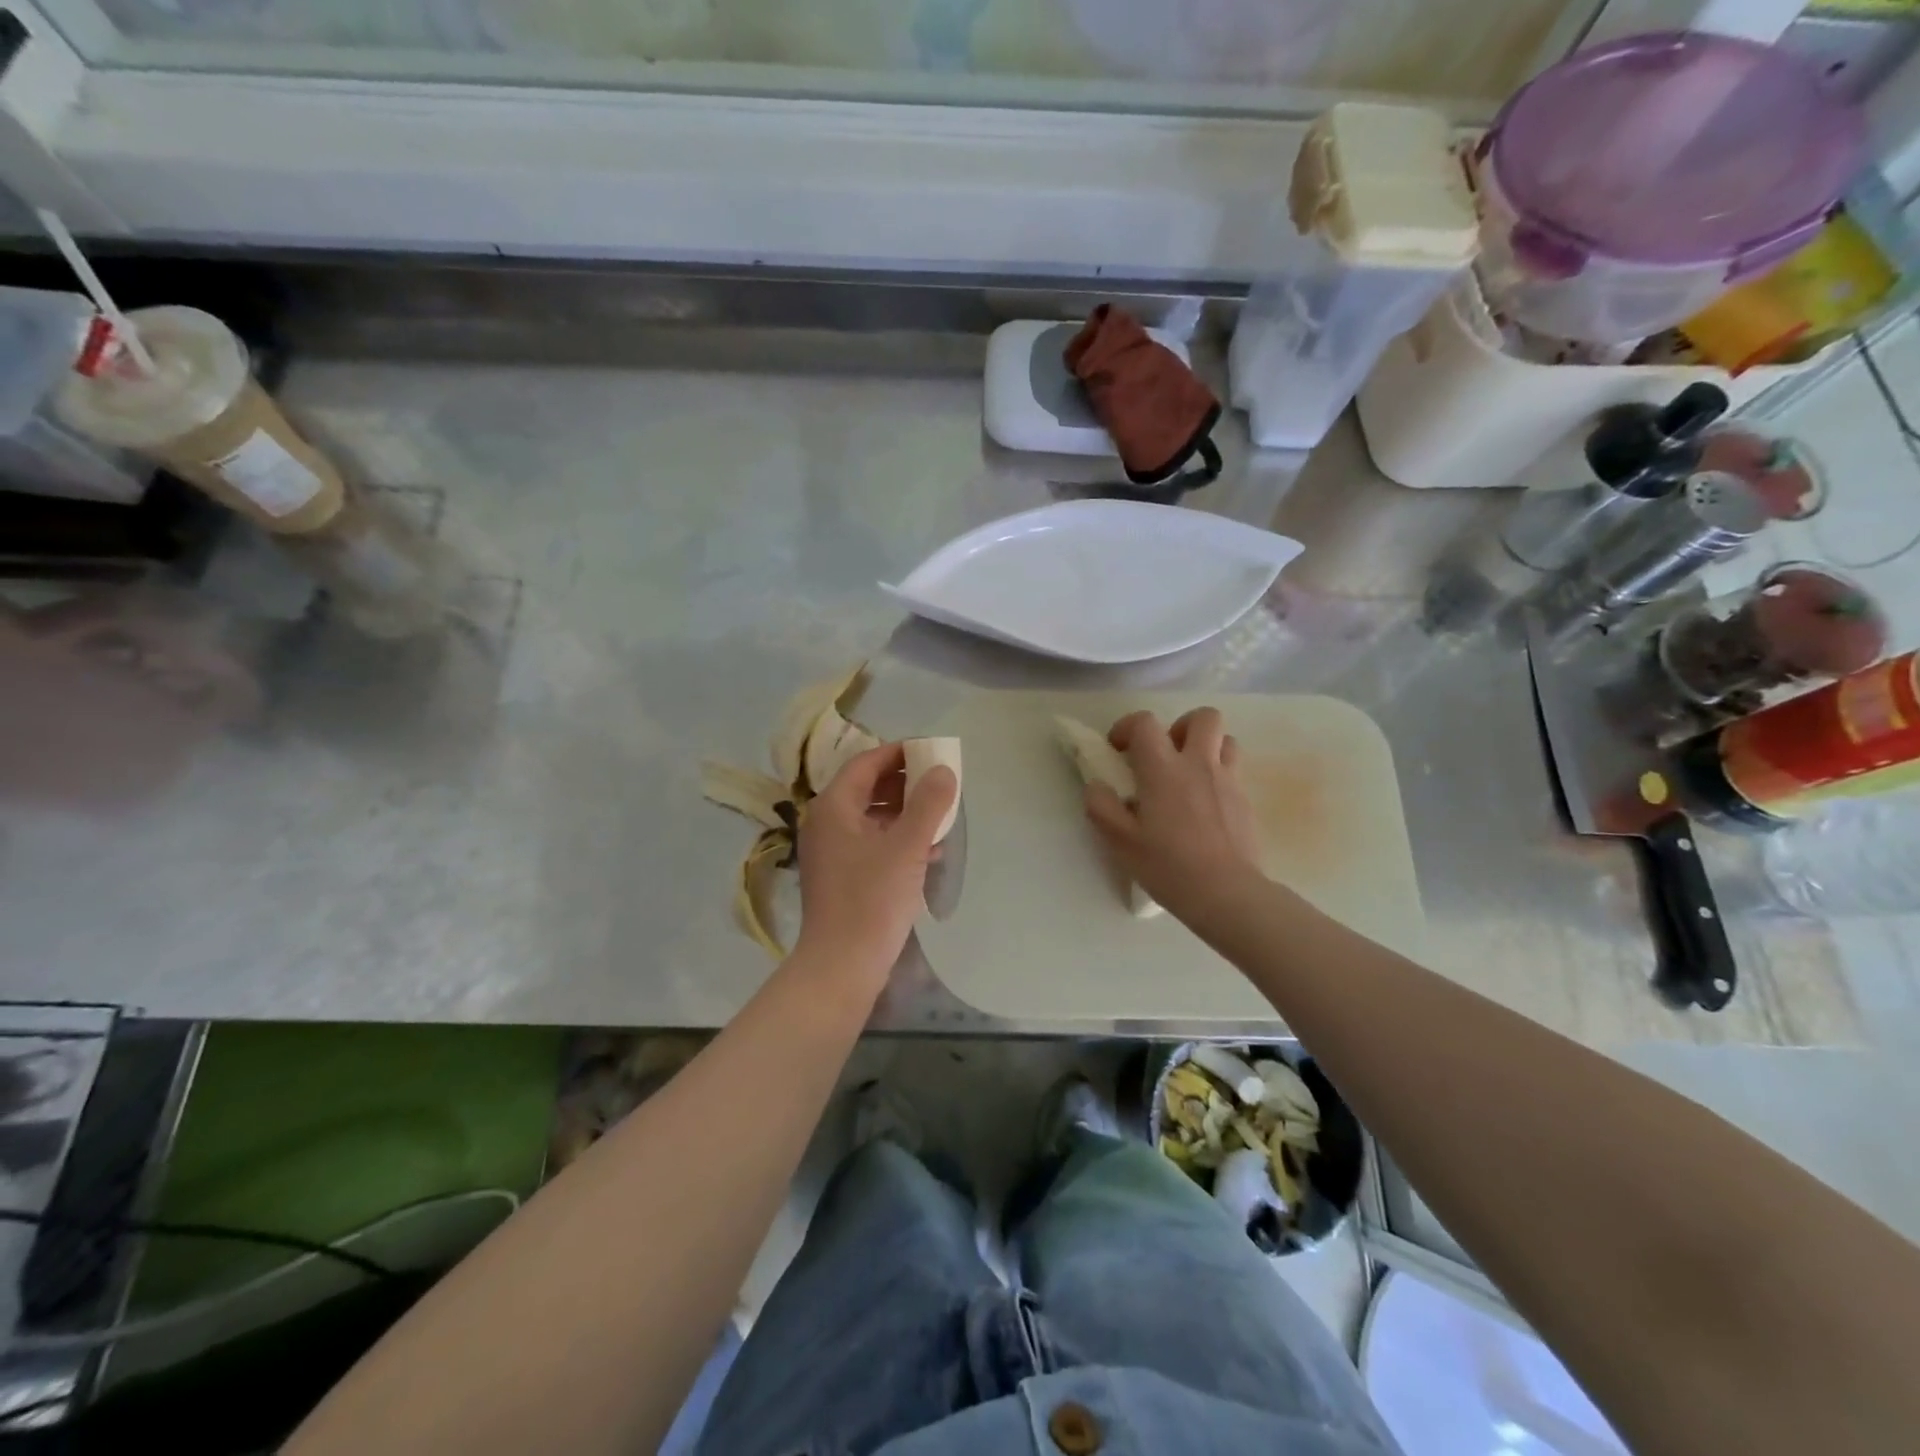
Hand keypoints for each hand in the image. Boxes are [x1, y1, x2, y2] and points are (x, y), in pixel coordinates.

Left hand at [795, 742, 956, 981]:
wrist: (842, 965)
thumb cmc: (872, 899)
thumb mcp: (907, 846)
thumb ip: (928, 804)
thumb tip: (943, 770)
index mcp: (834, 807)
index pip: (866, 763)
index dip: (899, 753)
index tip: (932, 751)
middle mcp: (827, 823)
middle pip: (868, 788)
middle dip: (906, 784)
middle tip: (940, 783)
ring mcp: (833, 852)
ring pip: (873, 818)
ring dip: (906, 813)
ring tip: (941, 816)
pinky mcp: (843, 876)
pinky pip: (873, 844)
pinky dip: (899, 840)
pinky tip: (930, 851)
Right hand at [1084, 708, 1264, 916]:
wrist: (1226, 894)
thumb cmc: (1168, 866)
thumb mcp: (1120, 841)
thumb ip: (1101, 806)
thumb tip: (1097, 786)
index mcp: (1163, 770)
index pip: (1145, 723)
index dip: (1128, 727)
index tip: (1119, 750)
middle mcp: (1199, 765)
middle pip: (1203, 717)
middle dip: (1181, 726)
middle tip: (1165, 755)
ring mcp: (1228, 781)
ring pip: (1226, 740)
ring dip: (1206, 748)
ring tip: (1189, 775)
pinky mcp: (1246, 801)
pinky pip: (1234, 772)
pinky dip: (1218, 777)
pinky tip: (1205, 807)